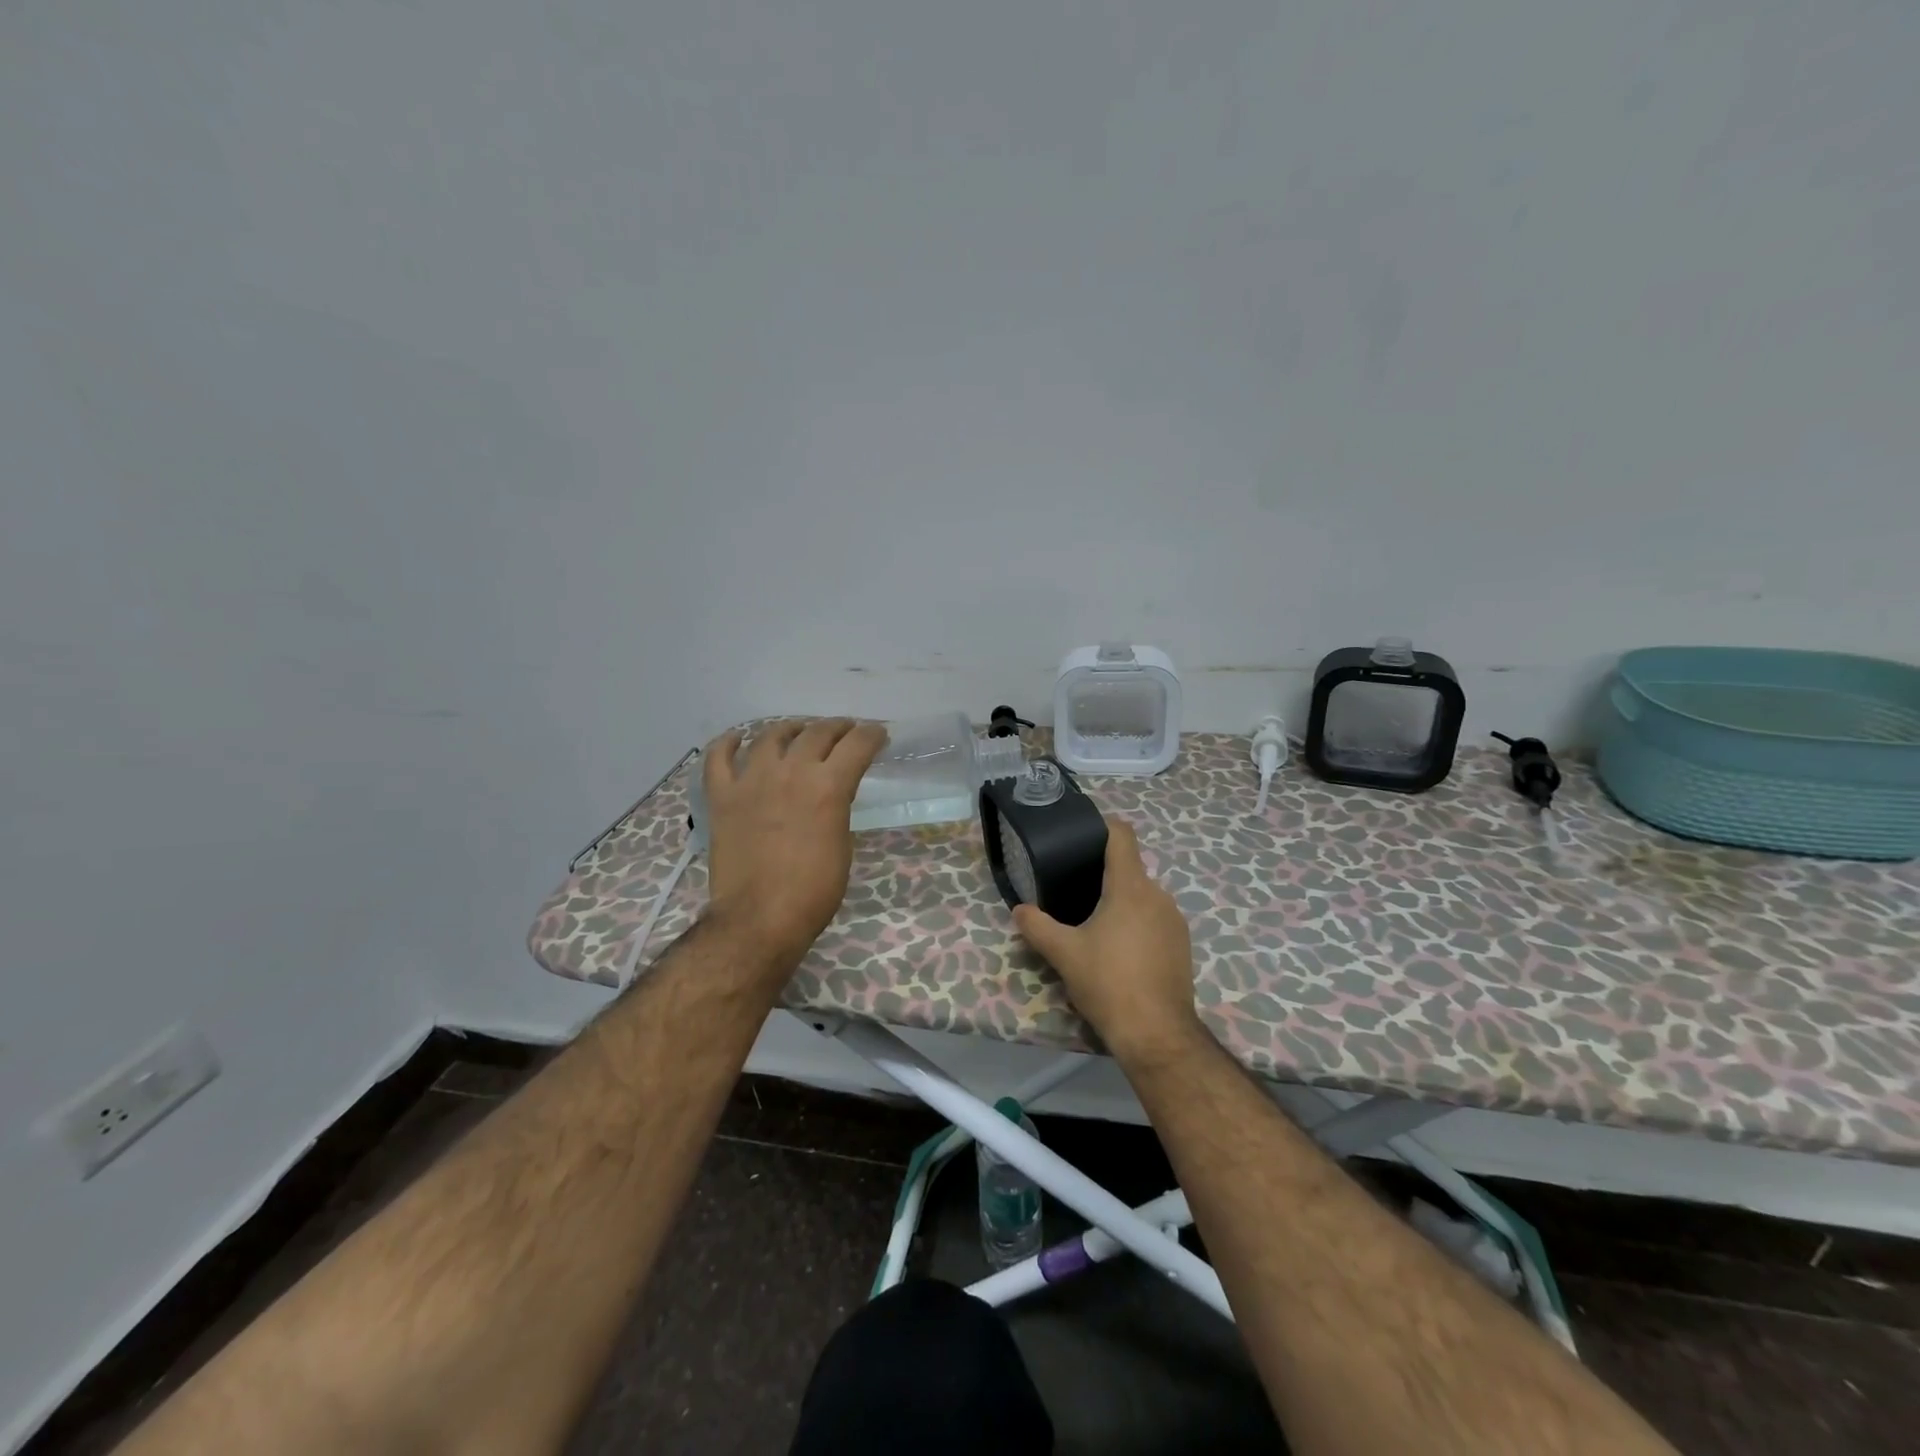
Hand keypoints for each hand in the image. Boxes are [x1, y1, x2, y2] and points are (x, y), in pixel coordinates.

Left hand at [701, 718, 886, 972]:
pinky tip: (739, 739)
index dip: (872, 735)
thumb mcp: (842, 844)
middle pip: (817, 732)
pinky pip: (718, 757)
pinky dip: (729, 743)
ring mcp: (751, 780)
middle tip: (845, 731)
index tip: (878, 735)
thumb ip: (837, 808)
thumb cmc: (813, 891)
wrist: (759, 918)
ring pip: (771, 735)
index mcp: (828, 786)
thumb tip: (831, 796)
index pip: (857, 744)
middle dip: (838, 727)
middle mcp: (791, 772)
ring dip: (791, 728)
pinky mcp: (722, 795)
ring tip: (798, 730)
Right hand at [1012, 817, 1204, 1064]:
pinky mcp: (1182, 945)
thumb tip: (1019, 910)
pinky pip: (1155, 919)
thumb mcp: (1063, 953)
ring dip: (1120, 902)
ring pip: (1143, 896)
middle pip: (1129, 869)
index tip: (1081, 834)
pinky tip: (1119, 950)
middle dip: (1103, 875)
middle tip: (1074, 890)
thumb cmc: (1108, 982)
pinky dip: (1137, 924)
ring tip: (1094, 923)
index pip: (1122, 835)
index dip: (1102, 827)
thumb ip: (1037, 926)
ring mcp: (1175, 920)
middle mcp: (1157, 895)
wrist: (1157, 1033)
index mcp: (1130, 886)